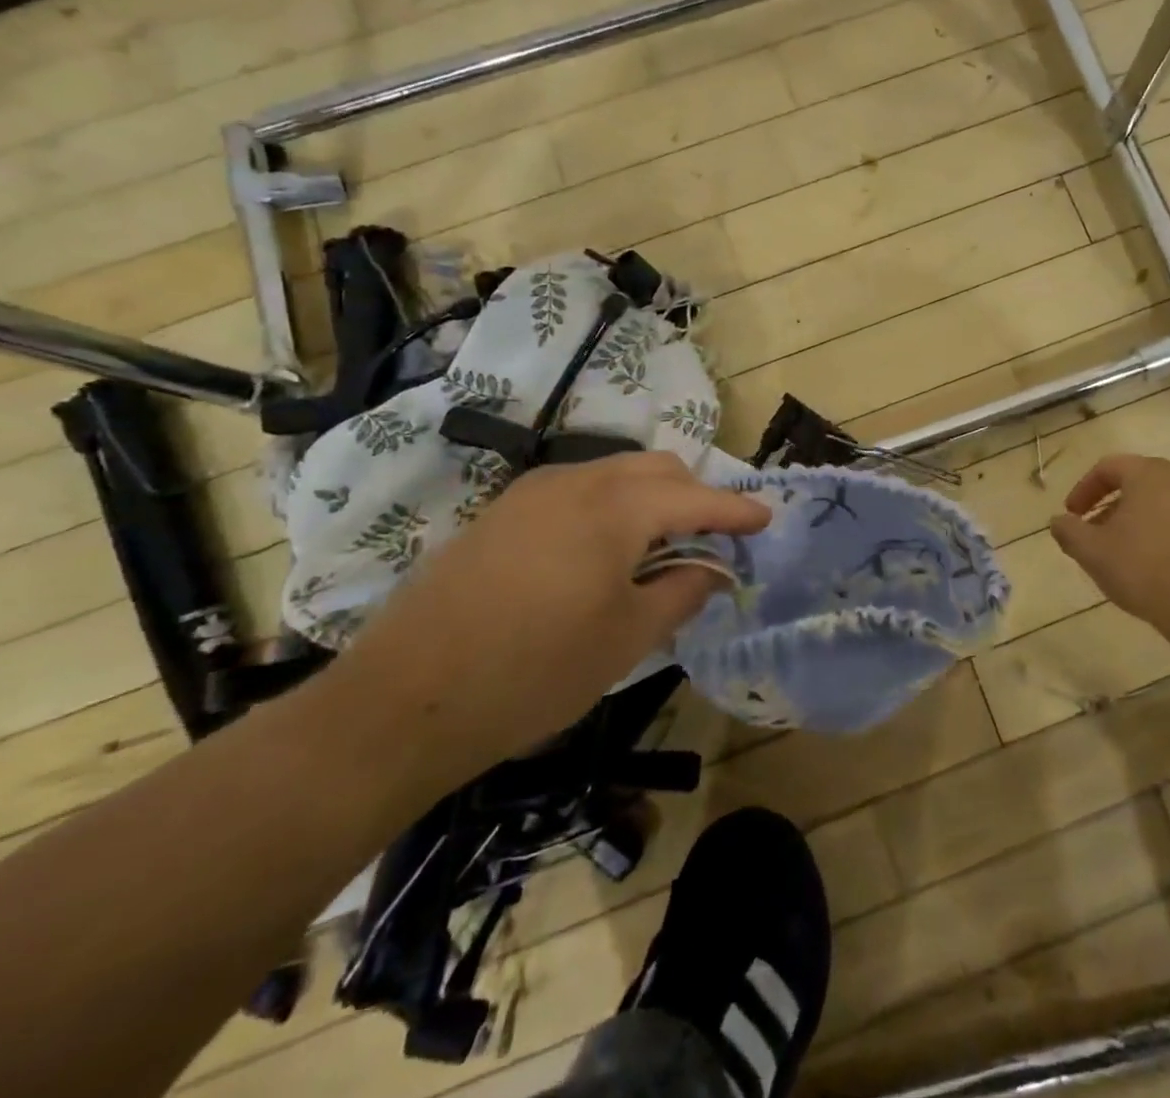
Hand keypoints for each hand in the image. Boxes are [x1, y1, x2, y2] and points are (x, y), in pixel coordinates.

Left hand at [333, 452, 769, 790]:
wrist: (402, 701)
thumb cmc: (534, 672)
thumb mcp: (626, 639)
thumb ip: (682, 592)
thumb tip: (711, 568)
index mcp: (616, 508)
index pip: (696, 497)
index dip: (737, 510)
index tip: (767, 519)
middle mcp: (577, 482)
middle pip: (656, 468)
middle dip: (694, 495)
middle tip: (713, 537)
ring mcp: (532, 492)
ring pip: (615, 473)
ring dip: (651, 498)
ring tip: (661, 545)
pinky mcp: (502, 512)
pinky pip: (577, 490)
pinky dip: (610, 506)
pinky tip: (605, 550)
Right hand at [1049, 455, 1169, 639]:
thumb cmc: (1144, 567)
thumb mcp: (1092, 551)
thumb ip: (1069, 531)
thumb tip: (1058, 521)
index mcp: (1148, 473)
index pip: (1108, 467)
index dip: (1084, 489)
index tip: (1071, 515)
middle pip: (1137, 483)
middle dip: (1110, 505)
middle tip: (1093, 532)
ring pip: (1161, 504)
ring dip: (1136, 521)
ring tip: (1121, 552)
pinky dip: (1161, 535)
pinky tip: (1152, 565)